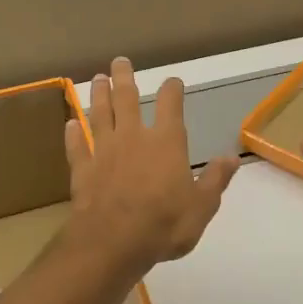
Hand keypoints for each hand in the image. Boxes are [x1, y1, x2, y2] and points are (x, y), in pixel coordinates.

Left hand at [63, 57, 239, 276]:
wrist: (112, 242)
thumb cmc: (164, 224)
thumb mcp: (202, 206)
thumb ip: (215, 179)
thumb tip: (232, 156)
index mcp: (166, 142)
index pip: (170, 105)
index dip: (172, 90)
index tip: (172, 81)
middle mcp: (133, 137)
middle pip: (126, 98)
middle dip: (124, 78)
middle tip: (119, 61)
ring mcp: (104, 151)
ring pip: (99, 114)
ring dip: (98, 95)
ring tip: (96, 78)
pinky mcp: (82, 169)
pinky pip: (77, 146)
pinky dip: (73, 133)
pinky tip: (70, 123)